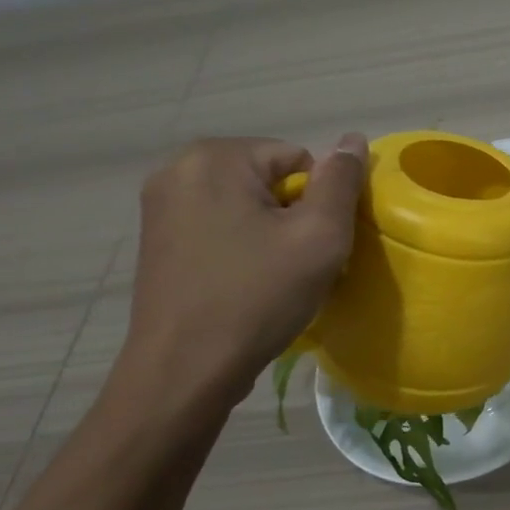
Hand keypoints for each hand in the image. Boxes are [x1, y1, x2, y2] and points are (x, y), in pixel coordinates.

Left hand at [123, 135, 366, 400]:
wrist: (185, 371)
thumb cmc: (257, 297)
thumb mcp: (319, 236)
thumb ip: (341, 182)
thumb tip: (353, 138)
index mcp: (214, 157)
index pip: (298, 159)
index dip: (318, 203)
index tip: (311, 246)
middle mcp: (177, 170)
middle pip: (269, 179)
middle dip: (291, 216)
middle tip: (295, 264)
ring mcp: (160, 206)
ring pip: (245, 205)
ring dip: (268, 233)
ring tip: (271, 277)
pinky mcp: (156, 240)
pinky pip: (219, 226)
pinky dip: (241, 247)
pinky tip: (243, 283)